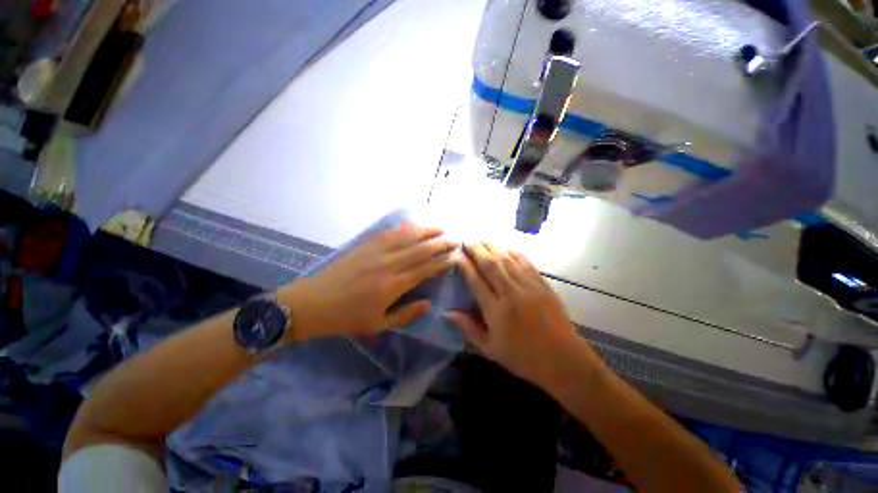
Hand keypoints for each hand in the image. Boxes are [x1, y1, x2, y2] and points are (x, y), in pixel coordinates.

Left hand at [278, 222, 456, 339]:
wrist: (312, 303)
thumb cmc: (347, 318)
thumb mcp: (379, 324)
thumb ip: (406, 314)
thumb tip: (429, 303)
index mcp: (393, 285)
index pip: (426, 269)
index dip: (442, 262)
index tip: (455, 257)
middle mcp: (389, 264)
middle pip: (421, 249)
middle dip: (441, 243)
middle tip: (456, 238)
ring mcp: (376, 251)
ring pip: (407, 236)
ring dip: (426, 230)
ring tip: (441, 226)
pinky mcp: (366, 244)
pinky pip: (390, 232)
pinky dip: (406, 227)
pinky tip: (414, 224)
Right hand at [446, 242, 583, 385]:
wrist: (563, 359)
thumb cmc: (523, 357)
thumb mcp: (490, 350)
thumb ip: (468, 329)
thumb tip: (448, 313)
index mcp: (496, 311)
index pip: (476, 281)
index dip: (465, 266)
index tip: (458, 255)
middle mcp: (511, 294)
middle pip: (490, 265)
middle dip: (477, 250)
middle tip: (467, 240)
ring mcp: (528, 287)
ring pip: (507, 260)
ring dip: (493, 247)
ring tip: (482, 239)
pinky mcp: (542, 285)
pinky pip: (526, 263)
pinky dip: (515, 253)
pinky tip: (507, 247)